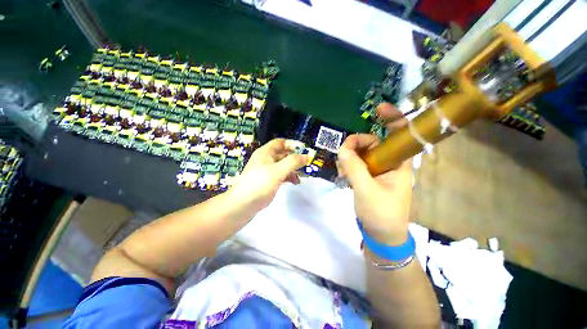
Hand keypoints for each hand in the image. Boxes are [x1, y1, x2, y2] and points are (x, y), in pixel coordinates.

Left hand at [228, 138, 307, 212]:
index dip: (292, 144)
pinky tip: (294, 182)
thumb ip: (293, 162)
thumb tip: (307, 156)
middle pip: (283, 154)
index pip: (280, 142)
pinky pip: (281, 175)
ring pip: (283, 165)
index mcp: (265, 152)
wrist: (243, 205)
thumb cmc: (260, 183)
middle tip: (306, 164)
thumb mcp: (278, 171)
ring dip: (293, 169)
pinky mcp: (268, 181)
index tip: (304, 150)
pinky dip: (288, 177)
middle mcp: (266, 159)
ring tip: (301, 176)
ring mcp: (266, 171)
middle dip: (295, 158)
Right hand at [338, 103, 411, 244]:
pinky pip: (357, 164)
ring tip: (341, 171)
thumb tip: (342, 148)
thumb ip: (354, 167)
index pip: (399, 134)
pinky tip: (343, 175)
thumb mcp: (365, 189)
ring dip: (349, 158)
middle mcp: (389, 163)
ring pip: (362, 154)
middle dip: (356, 145)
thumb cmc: (380, 213)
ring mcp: (378, 170)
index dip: (392, 118)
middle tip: (342, 155)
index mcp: (398, 163)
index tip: (378, 109)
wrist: (382, 235)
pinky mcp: (369, 177)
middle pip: (373, 143)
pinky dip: (348, 166)